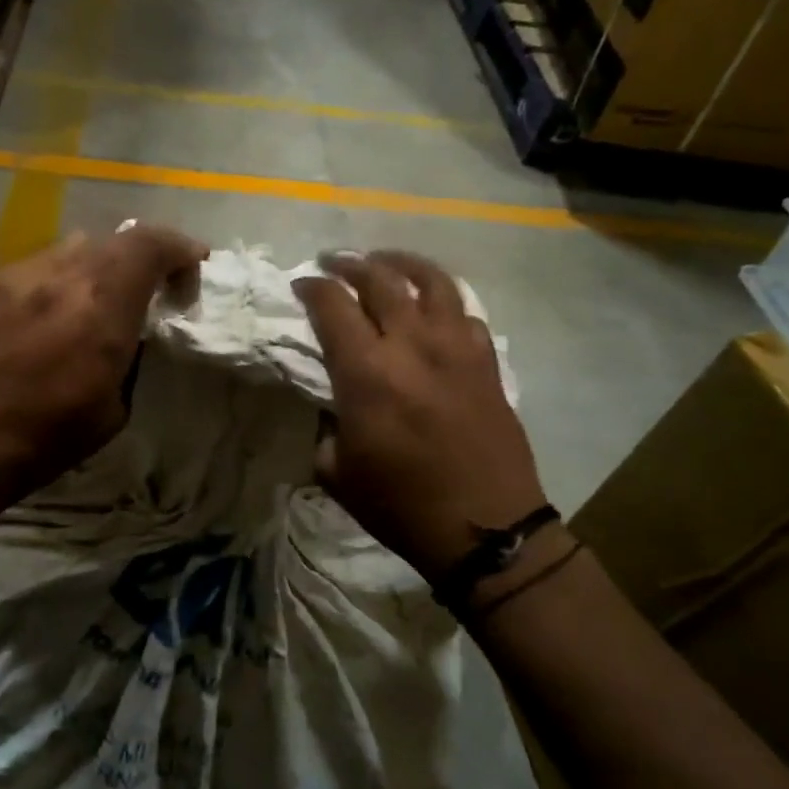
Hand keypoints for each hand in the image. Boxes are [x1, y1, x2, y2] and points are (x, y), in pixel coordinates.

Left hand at [0, 224, 207, 521]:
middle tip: (144, 291)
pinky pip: (32, 268)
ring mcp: (15, 276)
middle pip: (114, 241)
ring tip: (88, 303)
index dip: (180, 248)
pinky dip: (52, 283)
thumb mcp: (115, 408)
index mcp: (100, 308)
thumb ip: (129, 353)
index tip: (192, 267)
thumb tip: (131, 328)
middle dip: (140, 260)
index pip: (150, 245)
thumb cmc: (45, 439)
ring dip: (94, 269)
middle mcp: (59, 277)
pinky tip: (40, 318)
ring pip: (71, 249)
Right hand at [293, 250, 546, 584]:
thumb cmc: (400, 504)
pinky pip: (465, 312)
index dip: (312, 287)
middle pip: (380, 279)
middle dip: (350, 262)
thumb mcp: (337, 471)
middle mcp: (412, 345)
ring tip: (384, 261)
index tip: (301, 283)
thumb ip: (326, 425)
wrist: (484, 528)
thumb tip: (333, 403)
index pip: (333, 305)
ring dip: (401, 263)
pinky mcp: (487, 361)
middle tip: (334, 260)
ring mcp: (456, 348)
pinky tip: (432, 309)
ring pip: (431, 281)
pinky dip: (443, 300)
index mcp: (367, 372)